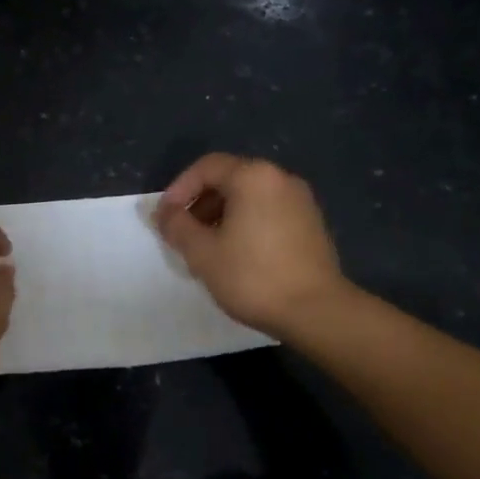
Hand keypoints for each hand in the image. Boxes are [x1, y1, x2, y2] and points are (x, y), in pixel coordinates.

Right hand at [156, 154, 347, 340]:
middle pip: (230, 179)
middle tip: (184, 235)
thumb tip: (162, 212)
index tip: (165, 218)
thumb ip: (177, 226)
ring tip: (208, 249)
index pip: (207, 167)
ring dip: (222, 215)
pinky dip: (246, 224)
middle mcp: (280, 179)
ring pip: (250, 197)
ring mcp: (301, 201)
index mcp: (254, 177)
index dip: (179, 189)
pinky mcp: (312, 224)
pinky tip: (238, 256)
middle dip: (200, 203)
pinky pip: (269, 212)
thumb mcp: (202, 253)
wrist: (317, 311)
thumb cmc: (253, 277)